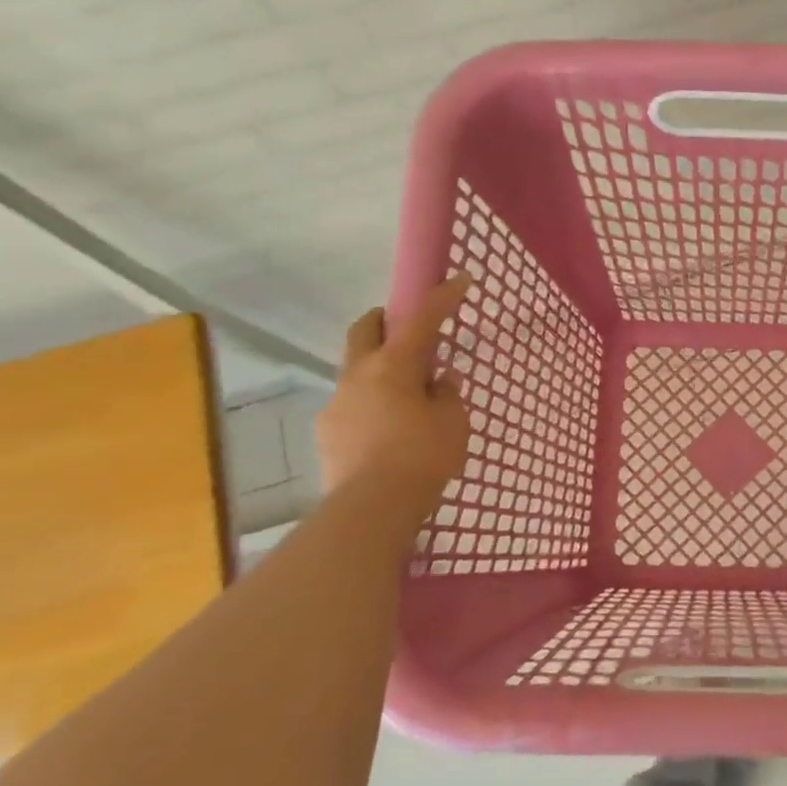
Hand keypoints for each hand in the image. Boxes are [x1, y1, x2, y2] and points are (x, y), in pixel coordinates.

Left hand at [317, 274, 472, 502]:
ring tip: (404, 398)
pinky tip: (386, 431)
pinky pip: (351, 406)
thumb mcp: (453, 422)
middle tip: (407, 329)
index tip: (459, 279)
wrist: (373, 507)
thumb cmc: (423, 456)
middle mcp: (358, 375)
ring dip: (378, 370)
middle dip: (384, 319)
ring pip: (356, 371)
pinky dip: (370, 405)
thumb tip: (439, 381)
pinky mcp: (327, 433)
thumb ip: (447, 395)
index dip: (442, 297)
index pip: (422, 319)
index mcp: (393, 365)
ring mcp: (337, 403)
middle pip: (365, 330)